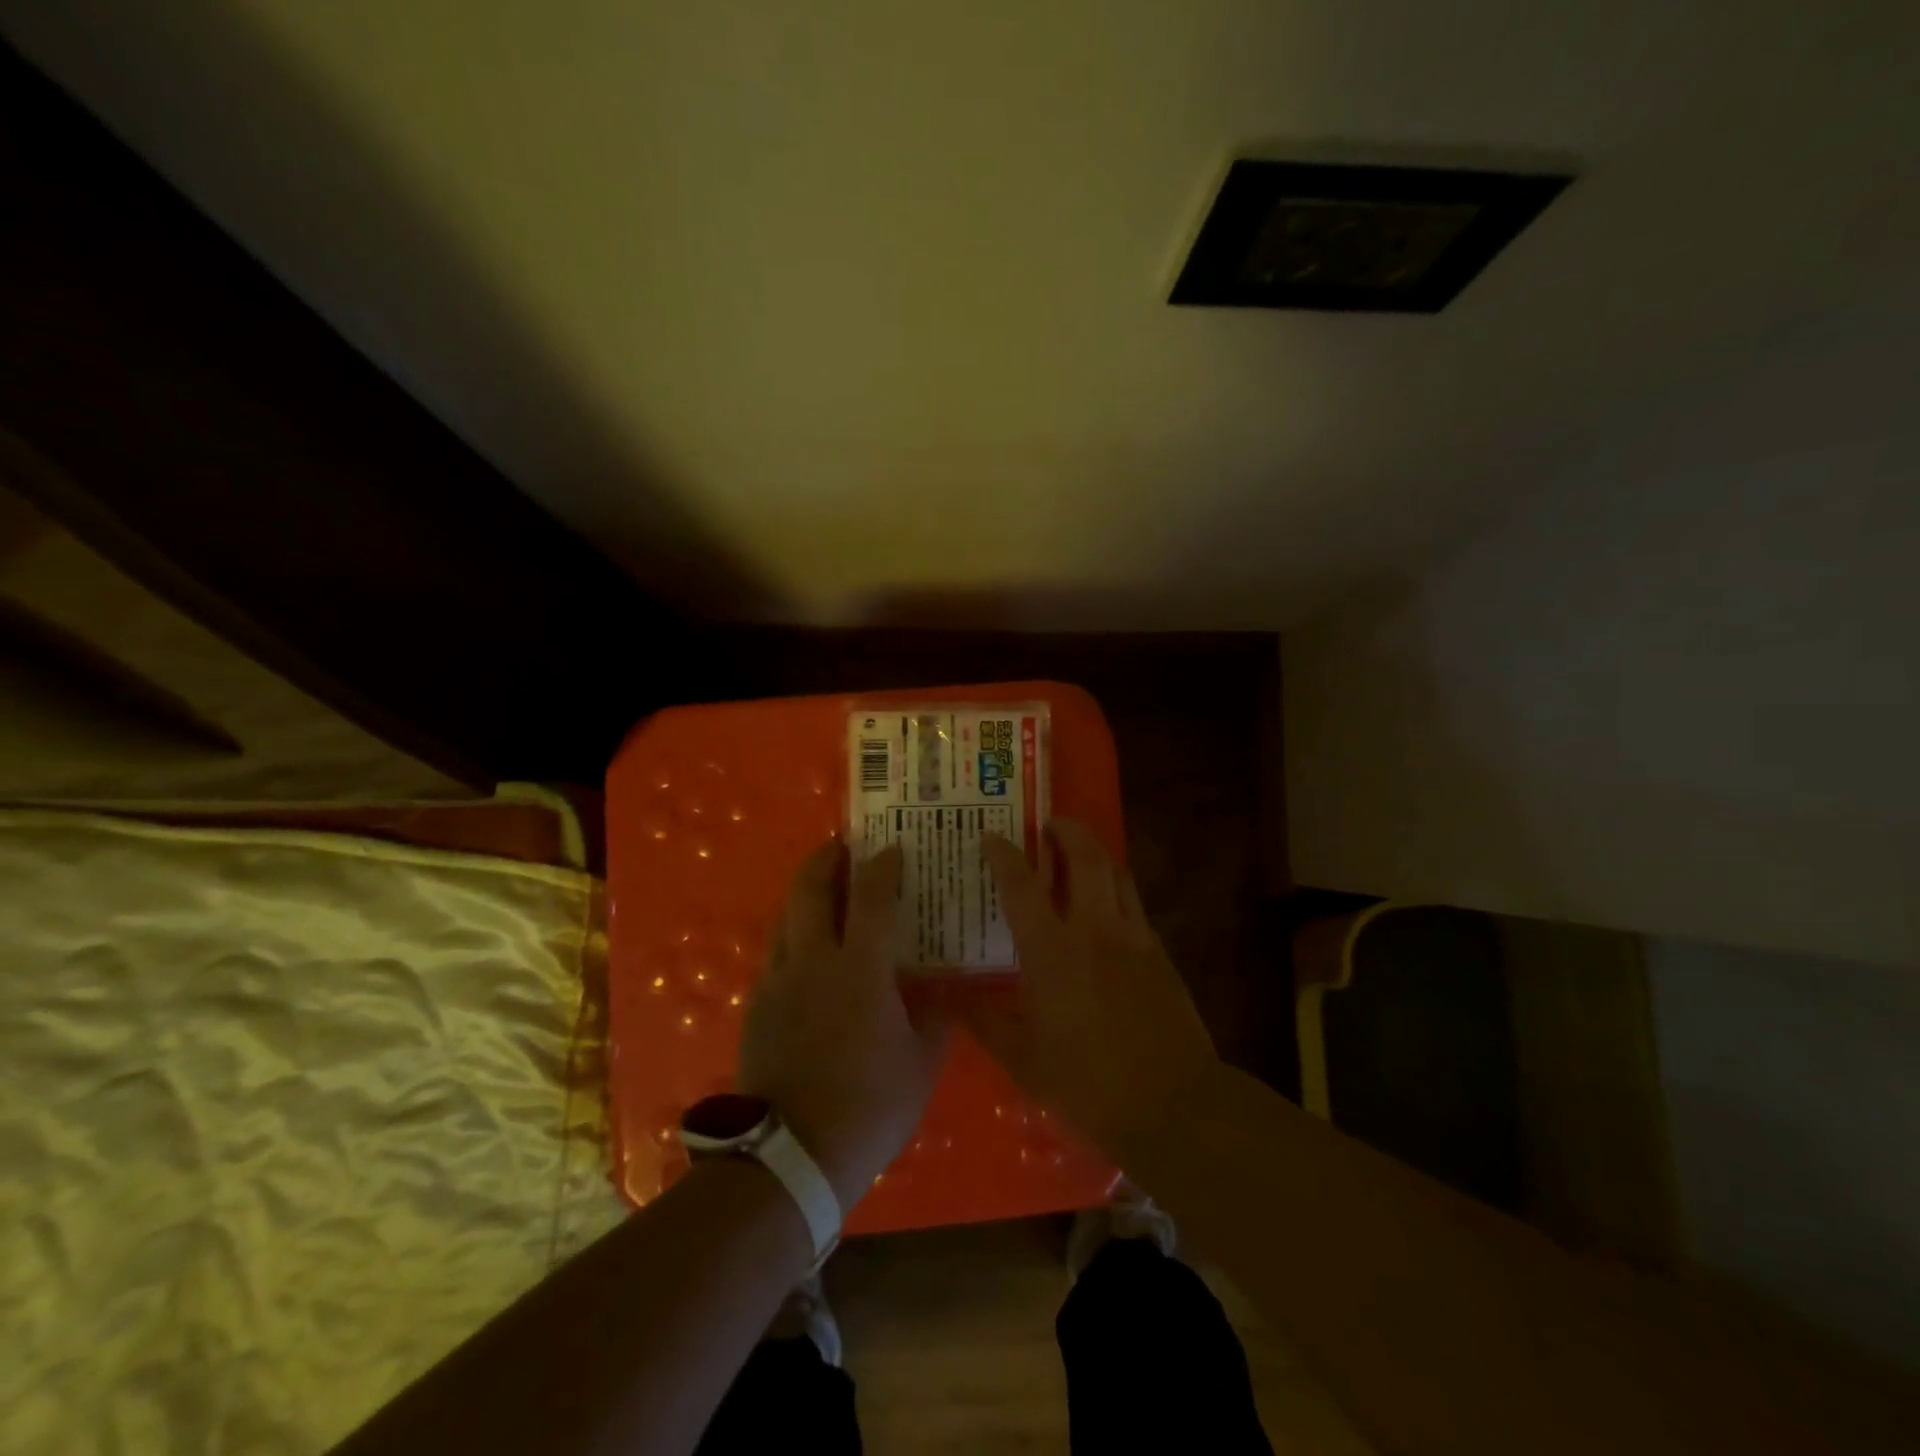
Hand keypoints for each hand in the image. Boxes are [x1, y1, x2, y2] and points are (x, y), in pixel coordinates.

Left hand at [739, 840, 948, 1209]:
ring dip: (805, 893)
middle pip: (810, 888)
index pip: (871, 896)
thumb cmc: (869, 1106)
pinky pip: (775, 952)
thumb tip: (947, 988)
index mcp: (860, 969)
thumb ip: (936, 1016)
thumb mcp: (921, 1062)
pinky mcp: (757, 1005)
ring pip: (786, 916)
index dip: (882, 866)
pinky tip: (807, 952)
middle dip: (826, 858)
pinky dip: (793, 935)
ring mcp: (778, 981)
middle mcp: (813, 961)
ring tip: (825, 889)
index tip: (892, 850)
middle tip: (842, 846)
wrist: (792, 1155)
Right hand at [971, 820, 1220, 1161]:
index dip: (1004, 855)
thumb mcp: (1023, 1059)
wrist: (1173, 1104)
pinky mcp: (1158, 952)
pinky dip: (1115, 885)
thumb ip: (983, 1021)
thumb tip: (947, 998)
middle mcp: (1093, 929)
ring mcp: (1132, 937)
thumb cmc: (1088, 1084)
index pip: (1022, 886)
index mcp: (1052, 951)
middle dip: (1065, 831)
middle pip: (1084, 857)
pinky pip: (1133, 901)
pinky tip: (1105, 902)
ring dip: (1094, 850)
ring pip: (1115, 872)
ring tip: (1078, 849)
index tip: (991, 836)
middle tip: (1048, 824)